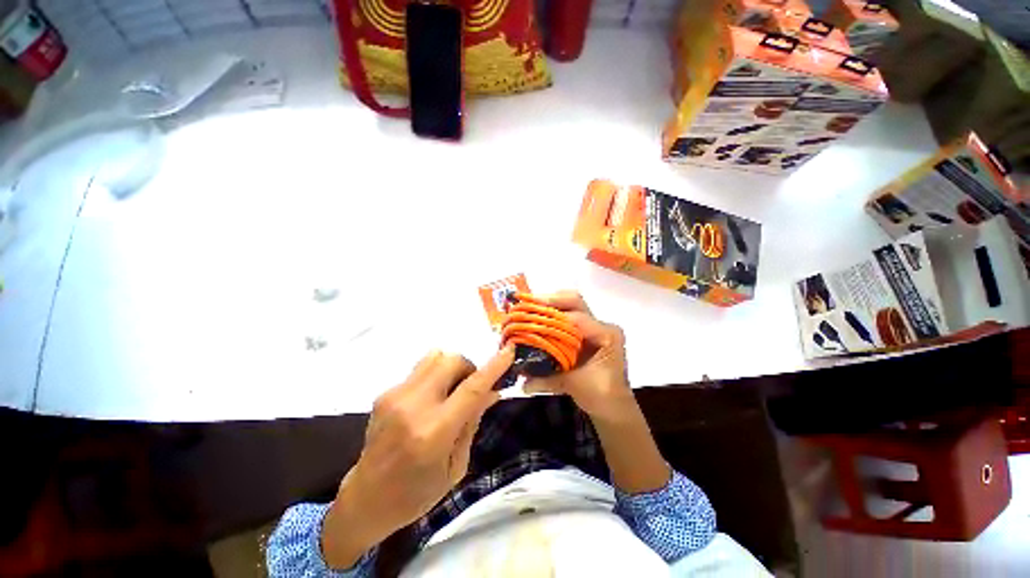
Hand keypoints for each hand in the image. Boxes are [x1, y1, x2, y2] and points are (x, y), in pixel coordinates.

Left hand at [322, 347, 513, 568]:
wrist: (366, 498)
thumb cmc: (417, 492)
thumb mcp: (456, 466)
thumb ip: (473, 422)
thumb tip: (492, 391)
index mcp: (434, 432)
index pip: (471, 389)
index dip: (493, 367)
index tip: (508, 351)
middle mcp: (413, 406)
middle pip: (452, 360)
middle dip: (469, 367)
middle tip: (470, 389)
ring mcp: (395, 396)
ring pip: (435, 356)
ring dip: (451, 368)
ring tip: (450, 391)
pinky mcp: (385, 393)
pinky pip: (421, 369)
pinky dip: (434, 377)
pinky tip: (429, 401)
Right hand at [524, 291, 635, 422]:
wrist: (613, 405)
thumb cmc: (601, 395)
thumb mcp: (573, 385)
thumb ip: (547, 380)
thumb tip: (522, 379)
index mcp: (605, 335)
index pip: (576, 318)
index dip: (552, 315)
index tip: (530, 313)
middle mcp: (601, 326)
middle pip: (575, 303)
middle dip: (551, 300)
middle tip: (529, 302)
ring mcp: (594, 328)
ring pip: (571, 306)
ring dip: (551, 305)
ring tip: (531, 307)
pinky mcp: (586, 333)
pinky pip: (568, 317)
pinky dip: (553, 314)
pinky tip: (538, 317)